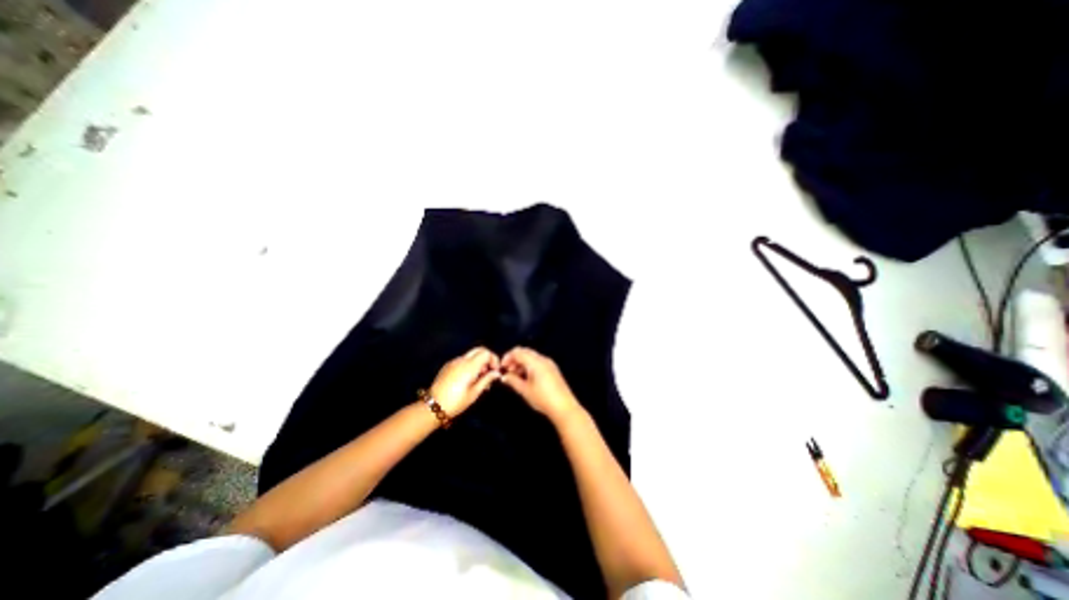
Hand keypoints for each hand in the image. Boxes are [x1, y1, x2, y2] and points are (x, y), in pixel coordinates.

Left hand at [429, 347, 502, 416]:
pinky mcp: (448, 366)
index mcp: (470, 366)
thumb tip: (497, 373)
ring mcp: (453, 362)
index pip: (486, 353)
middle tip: (489, 372)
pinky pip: (462, 360)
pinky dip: (469, 365)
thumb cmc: (456, 402)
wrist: (433, 406)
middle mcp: (461, 360)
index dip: (494, 359)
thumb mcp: (475, 393)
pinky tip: (469, 379)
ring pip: (471, 355)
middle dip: (487, 358)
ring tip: (480, 379)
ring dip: (478, 362)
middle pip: (479, 350)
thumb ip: (487, 379)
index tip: (495, 371)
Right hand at [500, 346, 580, 420]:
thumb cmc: (543, 398)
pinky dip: (529, 366)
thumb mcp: (524, 390)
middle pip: (525, 352)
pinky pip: (538, 362)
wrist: (564, 407)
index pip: (518, 352)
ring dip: (522, 363)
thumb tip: (504, 376)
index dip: (507, 357)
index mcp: (535, 362)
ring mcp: (549, 363)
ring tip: (515, 376)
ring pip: (531, 357)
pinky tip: (526, 378)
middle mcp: (543, 359)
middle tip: (507, 371)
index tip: (502, 367)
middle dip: (514, 359)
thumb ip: (513, 381)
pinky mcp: (553, 369)